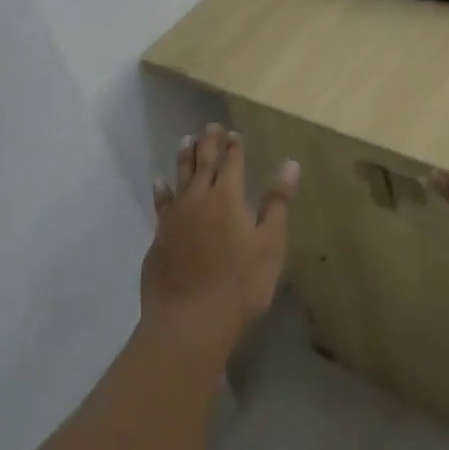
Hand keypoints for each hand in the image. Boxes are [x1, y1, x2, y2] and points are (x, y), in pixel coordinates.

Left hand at [143, 125, 295, 359]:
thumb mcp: (270, 245)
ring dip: (185, 157)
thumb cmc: (239, 285)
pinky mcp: (159, 237)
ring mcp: (175, 218)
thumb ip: (277, 203)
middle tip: (210, 126)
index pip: (232, 163)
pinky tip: (159, 182)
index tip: (234, 133)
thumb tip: (289, 164)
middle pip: (203, 163)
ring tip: (186, 140)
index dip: (234, 147)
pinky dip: (162, 190)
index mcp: (228, 197)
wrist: (189, 323)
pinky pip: (161, 203)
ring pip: (179, 177)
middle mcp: (198, 199)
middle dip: (209, 143)